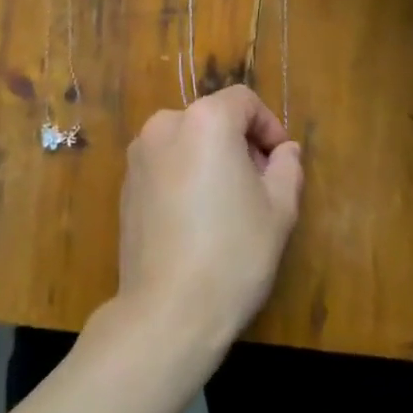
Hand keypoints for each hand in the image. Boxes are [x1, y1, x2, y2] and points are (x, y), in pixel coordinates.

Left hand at [116, 86, 303, 355]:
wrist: (166, 312)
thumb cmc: (232, 254)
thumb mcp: (278, 210)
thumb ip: (286, 168)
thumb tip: (285, 151)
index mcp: (205, 121)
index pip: (244, 101)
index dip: (268, 126)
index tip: (280, 162)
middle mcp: (166, 125)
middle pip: (213, 118)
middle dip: (240, 143)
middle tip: (260, 186)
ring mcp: (139, 155)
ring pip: (187, 141)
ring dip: (211, 159)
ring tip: (228, 206)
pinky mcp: (126, 184)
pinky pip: (165, 165)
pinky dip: (185, 176)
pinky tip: (196, 220)